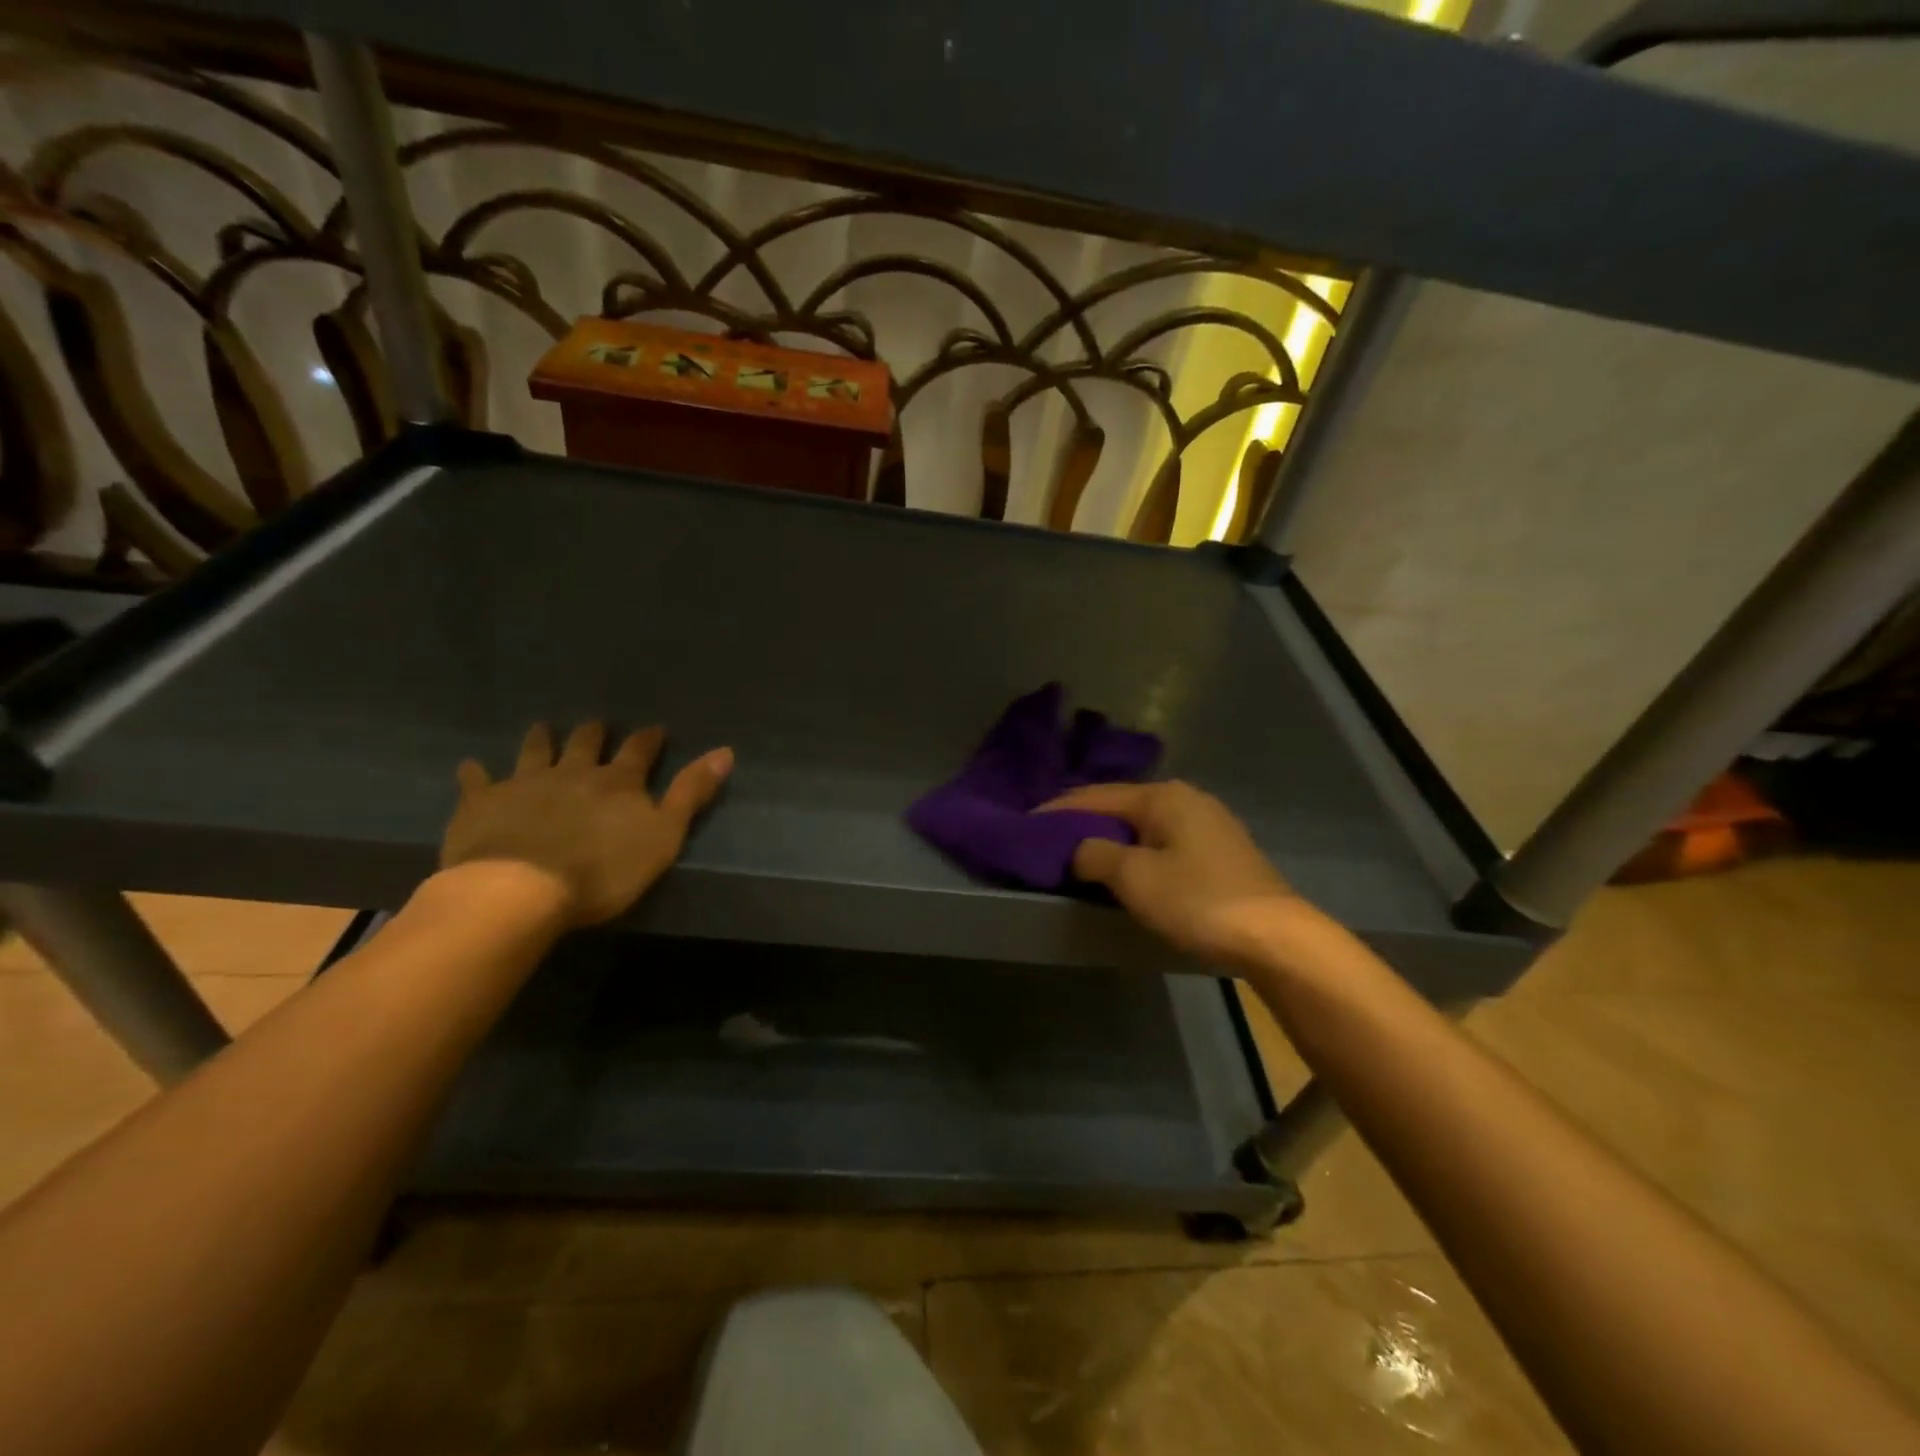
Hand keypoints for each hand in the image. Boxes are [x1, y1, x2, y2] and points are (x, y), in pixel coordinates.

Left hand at [440, 721, 732, 926]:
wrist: (520, 889)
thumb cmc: (603, 870)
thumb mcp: (664, 835)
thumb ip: (692, 793)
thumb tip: (726, 751)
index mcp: (618, 782)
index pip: (640, 751)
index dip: (649, 739)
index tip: (655, 729)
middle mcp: (573, 772)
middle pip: (586, 744)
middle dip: (594, 733)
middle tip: (597, 723)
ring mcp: (525, 784)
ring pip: (535, 752)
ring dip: (541, 739)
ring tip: (543, 727)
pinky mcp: (482, 803)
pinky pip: (478, 781)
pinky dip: (476, 773)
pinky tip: (471, 766)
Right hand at [1042, 780, 1307, 964]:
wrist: (1277, 938)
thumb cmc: (1198, 900)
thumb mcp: (1135, 877)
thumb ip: (1095, 855)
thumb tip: (1078, 849)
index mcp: (1162, 796)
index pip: (1095, 796)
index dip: (1057, 810)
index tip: (1025, 823)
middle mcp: (1185, 799)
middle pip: (1119, 806)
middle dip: (1083, 822)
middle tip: (1048, 841)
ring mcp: (1207, 824)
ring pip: (1142, 826)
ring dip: (1110, 839)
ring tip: (1078, 856)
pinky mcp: (1219, 852)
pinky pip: (1161, 843)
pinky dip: (1135, 852)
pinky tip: (1123, 870)